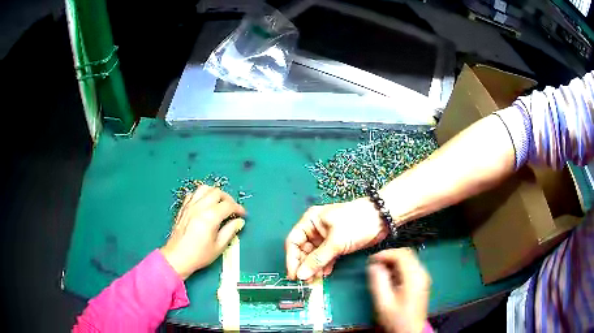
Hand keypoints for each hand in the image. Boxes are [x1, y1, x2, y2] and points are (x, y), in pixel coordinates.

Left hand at [160, 186, 245, 279]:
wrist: (177, 257)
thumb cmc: (199, 255)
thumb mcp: (219, 246)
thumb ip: (230, 231)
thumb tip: (239, 221)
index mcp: (210, 217)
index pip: (228, 205)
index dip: (239, 208)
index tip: (243, 215)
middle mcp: (199, 207)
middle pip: (217, 192)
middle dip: (228, 199)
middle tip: (232, 209)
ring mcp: (190, 205)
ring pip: (204, 189)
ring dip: (215, 193)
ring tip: (219, 203)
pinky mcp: (183, 208)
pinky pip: (194, 194)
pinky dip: (202, 195)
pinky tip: (205, 204)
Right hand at [285, 198, 388, 280]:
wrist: (382, 219)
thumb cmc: (356, 223)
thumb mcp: (335, 241)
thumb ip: (317, 259)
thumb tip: (300, 275)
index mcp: (310, 221)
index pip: (293, 241)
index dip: (291, 259)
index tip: (293, 275)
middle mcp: (315, 229)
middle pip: (302, 250)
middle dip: (304, 265)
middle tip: (306, 281)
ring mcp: (326, 238)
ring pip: (314, 256)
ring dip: (314, 268)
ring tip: (315, 280)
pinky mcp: (337, 244)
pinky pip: (325, 257)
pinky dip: (324, 266)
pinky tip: (325, 274)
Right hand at [367, 248, 430, 332]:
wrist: (409, 331)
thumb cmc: (396, 318)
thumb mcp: (383, 302)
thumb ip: (378, 282)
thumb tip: (373, 266)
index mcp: (414, 277)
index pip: (401, 254)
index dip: (385, 254)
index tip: (371, 260)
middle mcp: (422, 273)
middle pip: (407, 254)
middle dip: (389, 256)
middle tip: (374, 264)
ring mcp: (423, 277)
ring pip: (409, 259)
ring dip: (394, 261)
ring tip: (380, 270)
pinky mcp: (421, 282)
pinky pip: (411, 267)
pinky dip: (399, 267)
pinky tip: (390, 277)